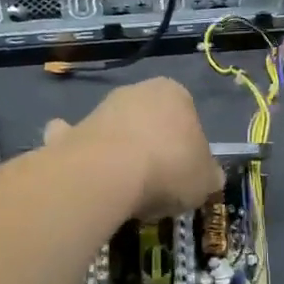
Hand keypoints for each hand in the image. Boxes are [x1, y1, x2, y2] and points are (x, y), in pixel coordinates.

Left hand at [44, 78, 223, 218]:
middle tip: (158, 184)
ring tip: (126, 192)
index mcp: (175, 93)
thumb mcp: (205, 179)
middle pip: (150, 122)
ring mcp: (101, 109)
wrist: (108, 173)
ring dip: (120, 152)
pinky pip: (80, 143)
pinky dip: (81, 155)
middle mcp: (137, 91)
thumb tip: (210, 176)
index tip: (185, 174)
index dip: (188, 148)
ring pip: (117, 131)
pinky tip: (86, 177)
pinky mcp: (72, 131)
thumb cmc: (169, 167)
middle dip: (153, 146)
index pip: (188, 117)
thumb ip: (209, 174)